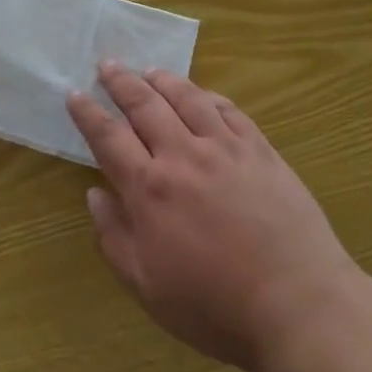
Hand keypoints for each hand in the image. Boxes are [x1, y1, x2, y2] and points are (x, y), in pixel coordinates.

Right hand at [67, 66, 359, 371]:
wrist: (297, 304)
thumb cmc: (215, 306)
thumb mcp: (148, 287)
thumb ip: (115, 237)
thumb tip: (95, 194)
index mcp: (149, 189)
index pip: (108, 138)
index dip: (87, 113)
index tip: (74, 94)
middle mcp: (182, 156)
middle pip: (144, 105)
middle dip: (121, 82)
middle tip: (108, 64)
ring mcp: (225, 148)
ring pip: (187, 98)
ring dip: (163, 79)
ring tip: (149, 70)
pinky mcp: (260, 150)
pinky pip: (228, 110)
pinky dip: (208, 96)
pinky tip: (202, 94)